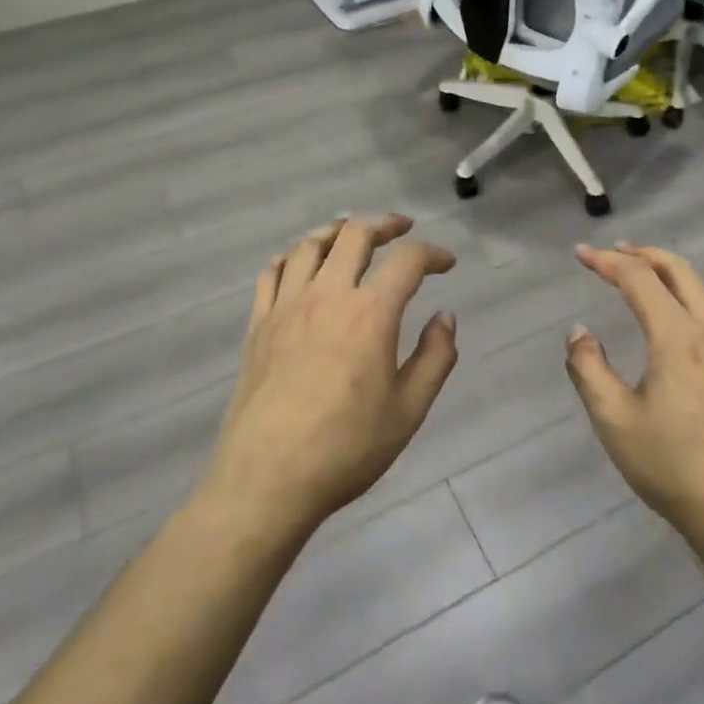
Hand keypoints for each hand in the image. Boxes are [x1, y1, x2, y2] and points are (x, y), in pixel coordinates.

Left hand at [198, 215, 458, 540]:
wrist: (267, 479)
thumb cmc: (346, 448)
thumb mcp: (409, 410)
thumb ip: (435, 357)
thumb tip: (445, 317)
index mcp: (370, 314)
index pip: (407, 261)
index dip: (432, 253)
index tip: (446, 263)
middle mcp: (327, 296)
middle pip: (354, 235)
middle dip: (384, 225)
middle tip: (401, 229)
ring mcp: (286, 307)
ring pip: (309, 246)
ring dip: (336, 232)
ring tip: (351, 235)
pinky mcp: (258, 324)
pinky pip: (271, 273)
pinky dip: (291, 258)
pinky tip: (300, 264)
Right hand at [565, 244, 703, 555]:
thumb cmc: (673, 467)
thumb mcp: (614, 421)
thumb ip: (589, 369)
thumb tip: (580, 332)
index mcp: (678, 337)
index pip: (638, 279)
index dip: (606, 261)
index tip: (580, 254)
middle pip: (678, 270)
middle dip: (641, 254)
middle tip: (612, 253)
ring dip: (672, 271)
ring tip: (647, 275)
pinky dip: (700, 297)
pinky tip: (695, 317)